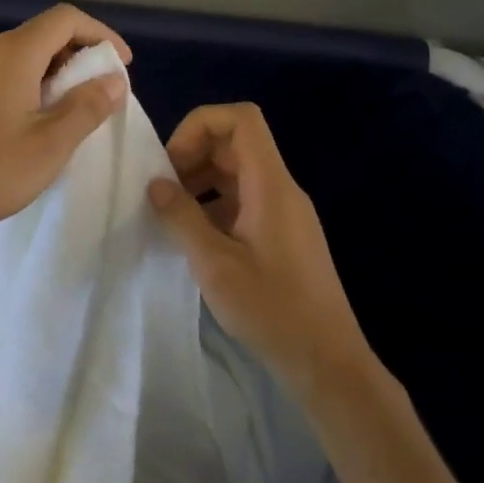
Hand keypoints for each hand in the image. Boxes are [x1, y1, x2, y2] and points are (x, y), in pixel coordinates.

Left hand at [0, 4, 132, 253]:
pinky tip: (30, 122)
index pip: (65, 19)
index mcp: (13, 53)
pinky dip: (27, 84)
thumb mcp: (50, 144)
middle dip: (79, 55)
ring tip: (70, 111)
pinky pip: (0, 73)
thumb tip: (113, 79)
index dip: (101, 34)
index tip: (122, 66)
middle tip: (100, 93)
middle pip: (42, 34)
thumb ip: (87, 106)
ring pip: (20, 55)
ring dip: (53, 73)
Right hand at [148, 103, 367, 397]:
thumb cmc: (273, 310)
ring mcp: (284, 212)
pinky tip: (195, 237)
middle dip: (194, 155)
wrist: (328, 363)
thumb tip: (155, 183)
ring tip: (173, 215)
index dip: (201, 125)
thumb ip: (182, 217)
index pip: (241, 120)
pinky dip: (215, 205)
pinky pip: (245, 200)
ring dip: (202, 181)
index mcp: (271, 185)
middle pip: (236, 143)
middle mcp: (281, 189)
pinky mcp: (283, 235)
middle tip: (164, 190)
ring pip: (238, 172)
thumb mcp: (215, 264)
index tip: (173, 162)